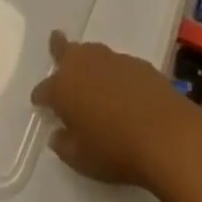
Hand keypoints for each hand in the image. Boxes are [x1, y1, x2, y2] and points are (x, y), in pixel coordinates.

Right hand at [31, 30, 201, 187]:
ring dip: (87, 60)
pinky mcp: (136, 61)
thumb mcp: (81, 159)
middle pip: (65, 50)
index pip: (44, 89)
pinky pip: (116, 63)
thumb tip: (57, 134)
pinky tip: (119, 86)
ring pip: (92, 52)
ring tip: (88, 70)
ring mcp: (111, 59)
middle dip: (58, 48)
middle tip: (56, 41)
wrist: (163, 132)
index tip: (39, 102)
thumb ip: (64, 145)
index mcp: (63, 88)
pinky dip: (112, 72)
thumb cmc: (114, 150)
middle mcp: (84, 65)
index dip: (40, 96)